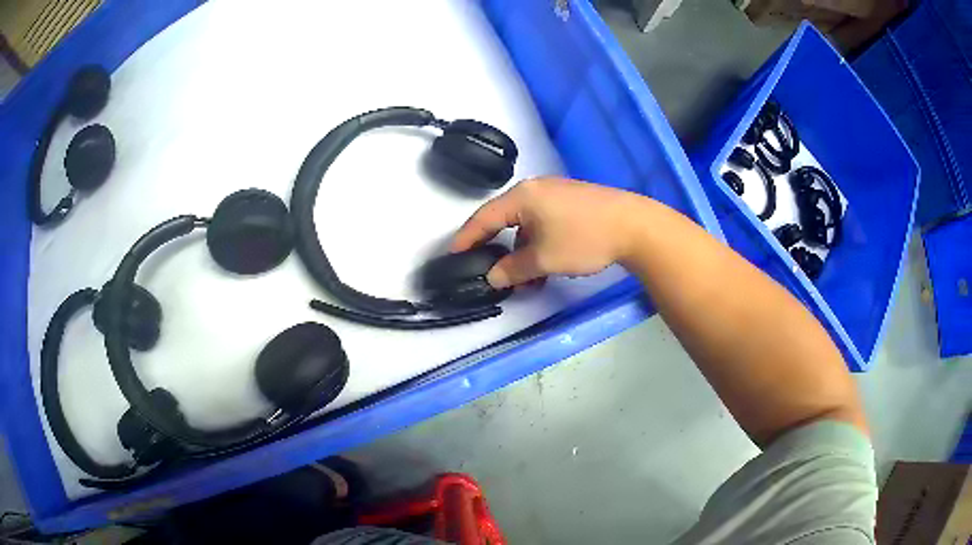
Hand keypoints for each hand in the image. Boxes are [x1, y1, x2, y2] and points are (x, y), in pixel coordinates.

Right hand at [451, 178, 646, 287]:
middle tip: (490, 271)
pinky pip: (544, 223)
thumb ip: (513, 269)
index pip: (484, 218)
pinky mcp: (572, 202)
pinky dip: (539, 245)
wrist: (634, 226)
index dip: (466, 238)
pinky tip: (545, 266)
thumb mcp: (544, 259)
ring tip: (525, 281)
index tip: (453, 255)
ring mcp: (556, 194)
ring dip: (522, 253)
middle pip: (505, 220)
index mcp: (523, 196)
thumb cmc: (584, 238)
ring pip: (527, 225)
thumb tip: (493, 277)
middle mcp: (536, 190)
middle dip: (498, 250)